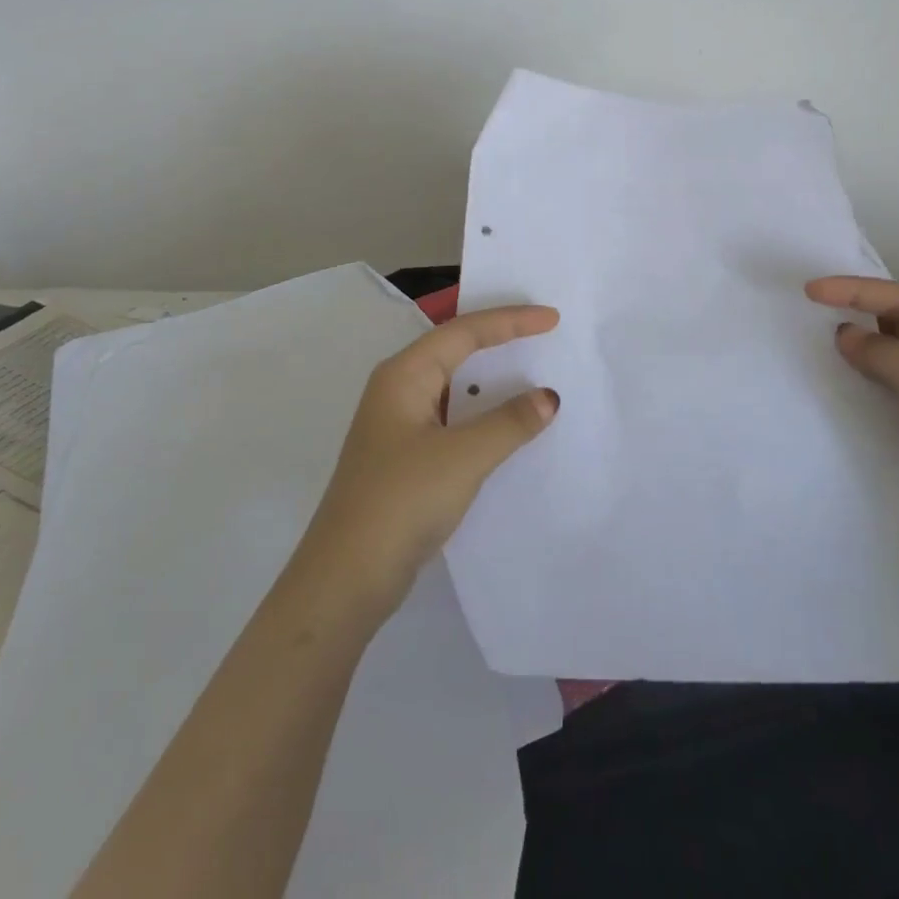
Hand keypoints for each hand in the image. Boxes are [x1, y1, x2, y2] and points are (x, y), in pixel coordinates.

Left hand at [295, 305, 560, 618]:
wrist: (345, 579)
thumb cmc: (401, 502)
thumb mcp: (463, 457)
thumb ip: (509, 423)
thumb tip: (548, 397)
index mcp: (403, 375)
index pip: (463, 332)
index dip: (510, 321)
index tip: (553, 319)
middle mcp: (397, 390)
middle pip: (455, 350)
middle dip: (499, 340)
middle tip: (544, 335)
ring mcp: (398, 425)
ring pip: (454, 387)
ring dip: (492, 380)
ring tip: (533, 373)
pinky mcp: (405, 457)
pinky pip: (452, 418)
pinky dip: (483, 414)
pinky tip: (507, 427)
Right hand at [805, 277, 898, 554]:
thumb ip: (883, 351)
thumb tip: (843, 335)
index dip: (856, 290)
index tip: (811, 290)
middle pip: (892, 325)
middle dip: (852, 315)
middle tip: (806, 312)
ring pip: (882, 361)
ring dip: (851, 352)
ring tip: (808, 344)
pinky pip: (878, 395)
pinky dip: (854, 386)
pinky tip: (827, 384)